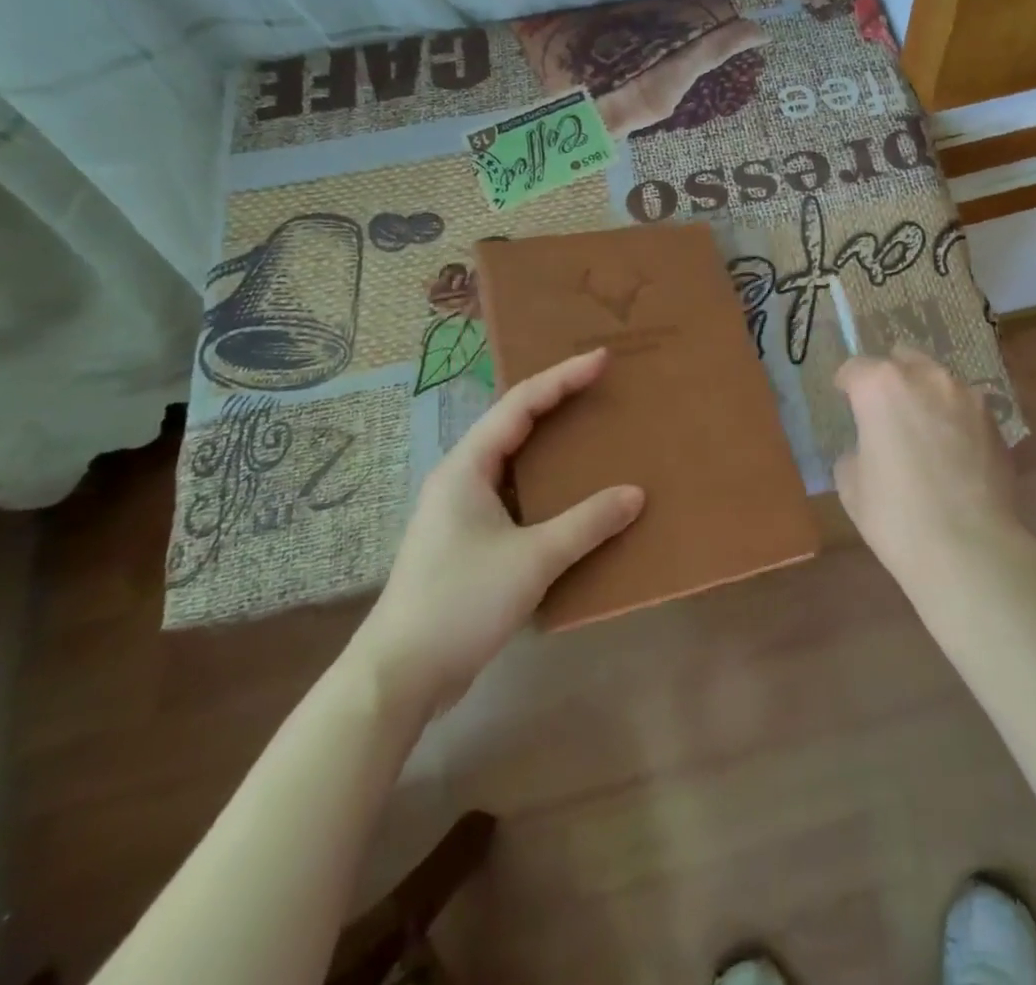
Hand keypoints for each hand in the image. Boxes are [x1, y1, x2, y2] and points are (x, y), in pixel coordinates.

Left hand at [345, 350, 642, 721]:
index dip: (563, 377)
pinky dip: (546, 484)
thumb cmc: (461, 603)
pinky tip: (572, 496)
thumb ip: (587, 524)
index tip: (602, 359)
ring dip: (551, 444)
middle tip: (602, 387)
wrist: (399, 676)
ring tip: (593, 432)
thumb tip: (636, 494)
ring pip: (514, 461)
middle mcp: (461, 478)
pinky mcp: (467, 541)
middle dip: (558, 401)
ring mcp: (461, 511)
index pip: (521, 405)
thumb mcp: (532, 560)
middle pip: (515, 424)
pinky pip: (515, 494)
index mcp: (468, 467)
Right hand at [833, 346, 1020, 578]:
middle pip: (902, 359)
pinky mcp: (994, 421)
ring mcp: (966, 396)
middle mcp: (925, 378)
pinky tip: (951, 451)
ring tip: (922, 429)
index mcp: (880, 386)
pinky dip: (953, 419)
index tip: (844, 398)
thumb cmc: (895, 515)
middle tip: (884, 410)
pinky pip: (965, 408)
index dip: (846, 384)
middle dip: (890, 378)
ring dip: (925, 395)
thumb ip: (856, 450)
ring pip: (938, 380)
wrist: (968, 547)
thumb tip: (869, 448)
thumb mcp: (851, 484)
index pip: (855, 369)